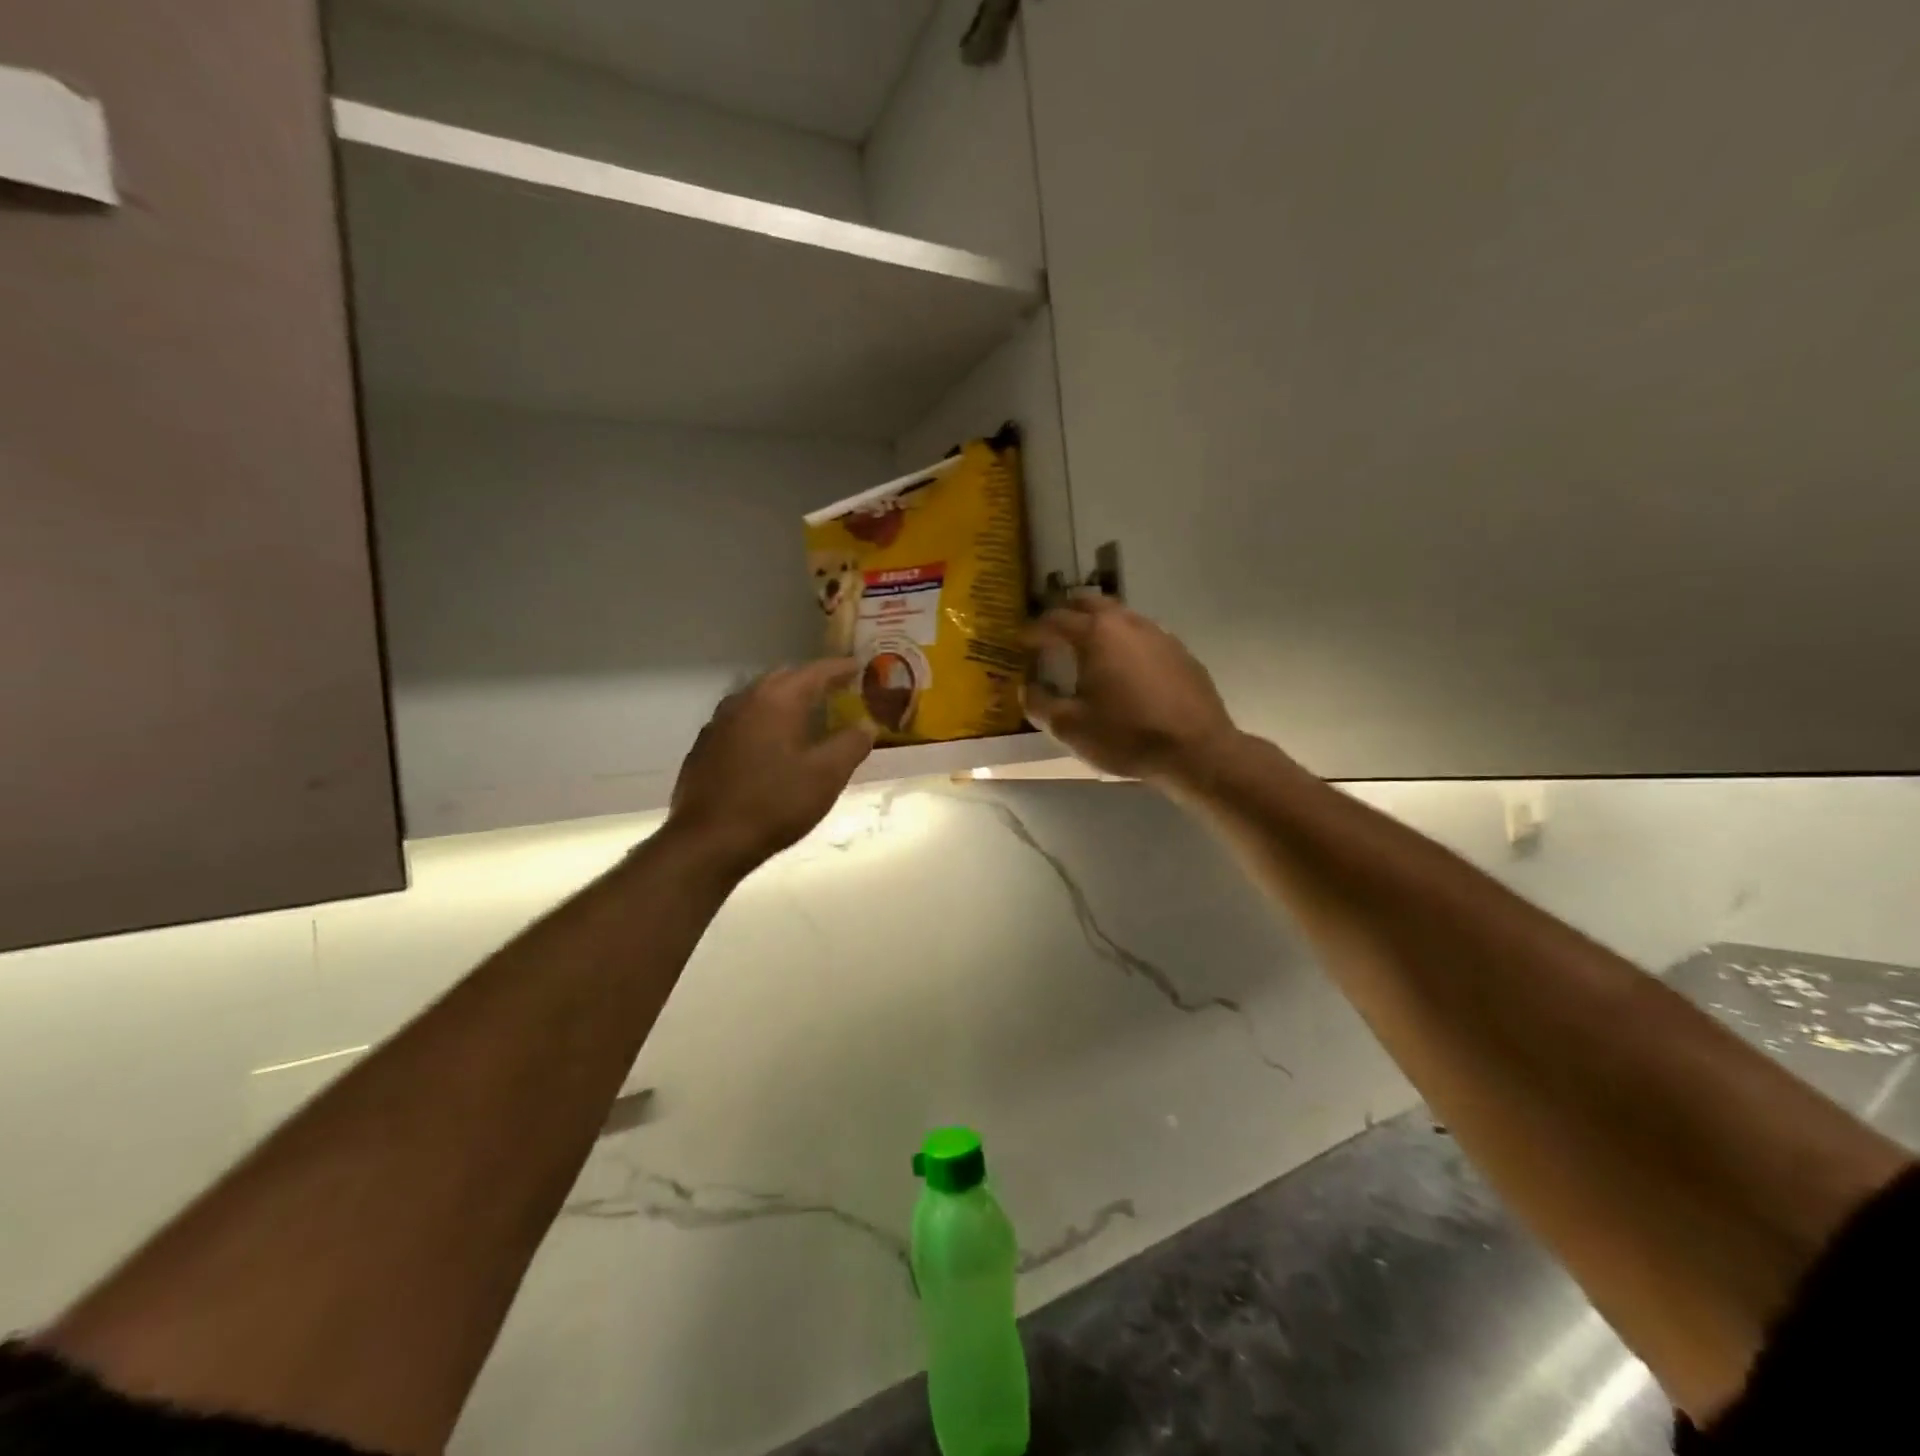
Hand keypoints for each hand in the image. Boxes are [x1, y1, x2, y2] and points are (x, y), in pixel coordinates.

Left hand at [668, 660, 877, 875]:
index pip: (814, 672)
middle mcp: (744, 701)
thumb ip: (851, 744)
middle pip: (783, 679)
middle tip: (836, 691)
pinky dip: (762, 723)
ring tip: (805, 716)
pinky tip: (769, 746)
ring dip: (784, 702)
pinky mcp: (704, 748)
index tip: (859, 667)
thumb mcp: (826, 776)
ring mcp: (718, 724)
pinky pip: (741, 722)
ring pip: (758, 699)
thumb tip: (866, 726)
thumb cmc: (774, 804)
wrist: (708, 841)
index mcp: (776, 700)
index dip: (840, 668)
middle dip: (811, 682)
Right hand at [1024, 595, 1238, 785]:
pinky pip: (1143, 635)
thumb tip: (1026, 689)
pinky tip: (1124, 667)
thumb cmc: (1126, 736)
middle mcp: (1126, 623)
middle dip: (1066, 613)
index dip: (1032, 630)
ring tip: (1086, 647)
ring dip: (1097, 624)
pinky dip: (1124, 641)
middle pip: (1089, 603)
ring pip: (1119, 615)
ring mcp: (1158, 634)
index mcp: (1095, 635)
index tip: (1019, 642)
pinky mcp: (1180, 652)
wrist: (1196, 750)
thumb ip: (1040, 704)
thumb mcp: (1070, 728)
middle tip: (1051, 632)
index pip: (1054, 620)